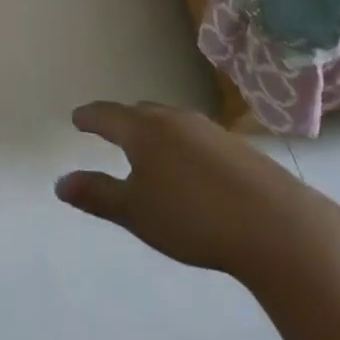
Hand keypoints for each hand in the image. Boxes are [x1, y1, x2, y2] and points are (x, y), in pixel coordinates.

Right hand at [55, 101, 339, 289]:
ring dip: (155, 131)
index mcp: (143, 130)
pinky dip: (183, 145)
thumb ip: (97, 195)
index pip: (106, 115)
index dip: (89, 117)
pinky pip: (197, 137)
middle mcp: (174, 120)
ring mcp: (210, 131)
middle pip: (140, 112)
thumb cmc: (193, 218)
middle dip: (122, 121)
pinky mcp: (240, 148)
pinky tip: (192, 169)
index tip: (77, 118)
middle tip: (110, 131)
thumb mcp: (136, 212)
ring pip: (172, 122)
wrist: (279, 227)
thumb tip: (60, 182)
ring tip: (150, 150)